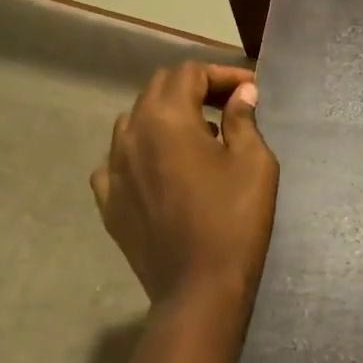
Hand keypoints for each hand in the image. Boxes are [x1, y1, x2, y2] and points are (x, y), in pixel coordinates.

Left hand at [91, 63, 278, 310]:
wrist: (199, 289)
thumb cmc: (234, 221)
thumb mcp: (254, 163)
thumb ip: (243, 119)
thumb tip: (242, 94)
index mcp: (165, 118)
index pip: (189, 73)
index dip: (222, 74)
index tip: (250, 89)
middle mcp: (130, 134)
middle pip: (157, 90)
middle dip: (193, 89)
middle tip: (227, 105)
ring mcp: (112, 169)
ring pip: (134, 123)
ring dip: (166, 118)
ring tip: (197, 136)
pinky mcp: (108, 201)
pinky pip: (117, 162)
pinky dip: (141, 154)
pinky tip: (161, 170)